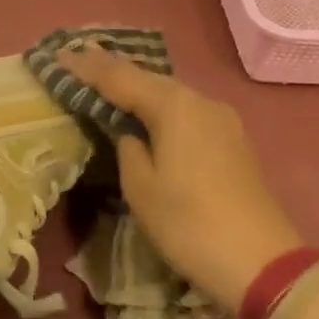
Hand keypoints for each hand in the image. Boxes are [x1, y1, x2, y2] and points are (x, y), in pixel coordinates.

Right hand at [56, 45, 302, 310]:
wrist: (260, 262)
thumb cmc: (188, 224)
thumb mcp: (140, 186)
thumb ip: (126, 147)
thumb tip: (129, 132)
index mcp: (174, 106)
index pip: (120, 77)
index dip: (87, 67)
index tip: (58, 55)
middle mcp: (200, 101)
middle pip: (147, 78)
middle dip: (111, 69)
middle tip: (77, 58)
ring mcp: (221, 120)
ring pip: (168, 93)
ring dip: (135, 86)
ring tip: (103, 77)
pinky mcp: (230, 140)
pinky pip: (184, 111)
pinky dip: (157, 105)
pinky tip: (142, 108)